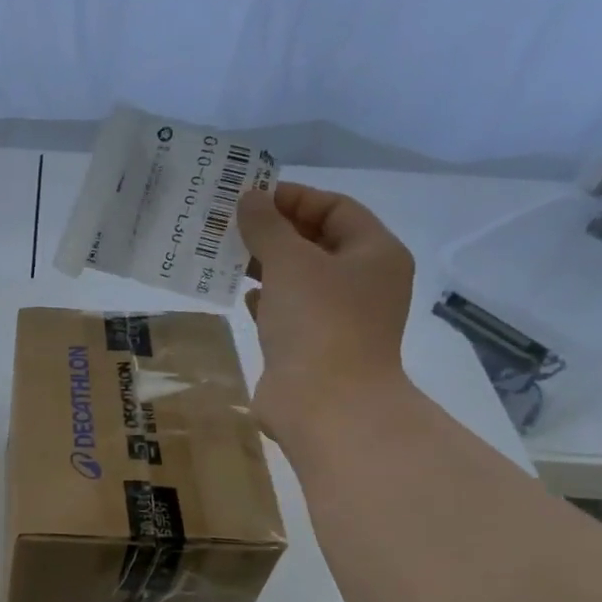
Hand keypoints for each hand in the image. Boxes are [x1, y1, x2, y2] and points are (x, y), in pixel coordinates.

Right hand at [237, 179, 414, 424]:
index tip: (251, 197)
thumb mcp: (289, 262)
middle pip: (318, 243)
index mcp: (375, 253)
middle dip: (276, 232)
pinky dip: (267, 300)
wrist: (325, 404)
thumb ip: (267, 226)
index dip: (294, 198)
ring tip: (227, 256)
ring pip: (301, 279)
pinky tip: (242, 296)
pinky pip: (290, 312)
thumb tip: (249, 198)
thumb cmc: (318, 322)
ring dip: (266, 266)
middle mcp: (364, 282)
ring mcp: (341, 318)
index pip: (336, 208)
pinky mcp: (315, 347)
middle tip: (232, 225)